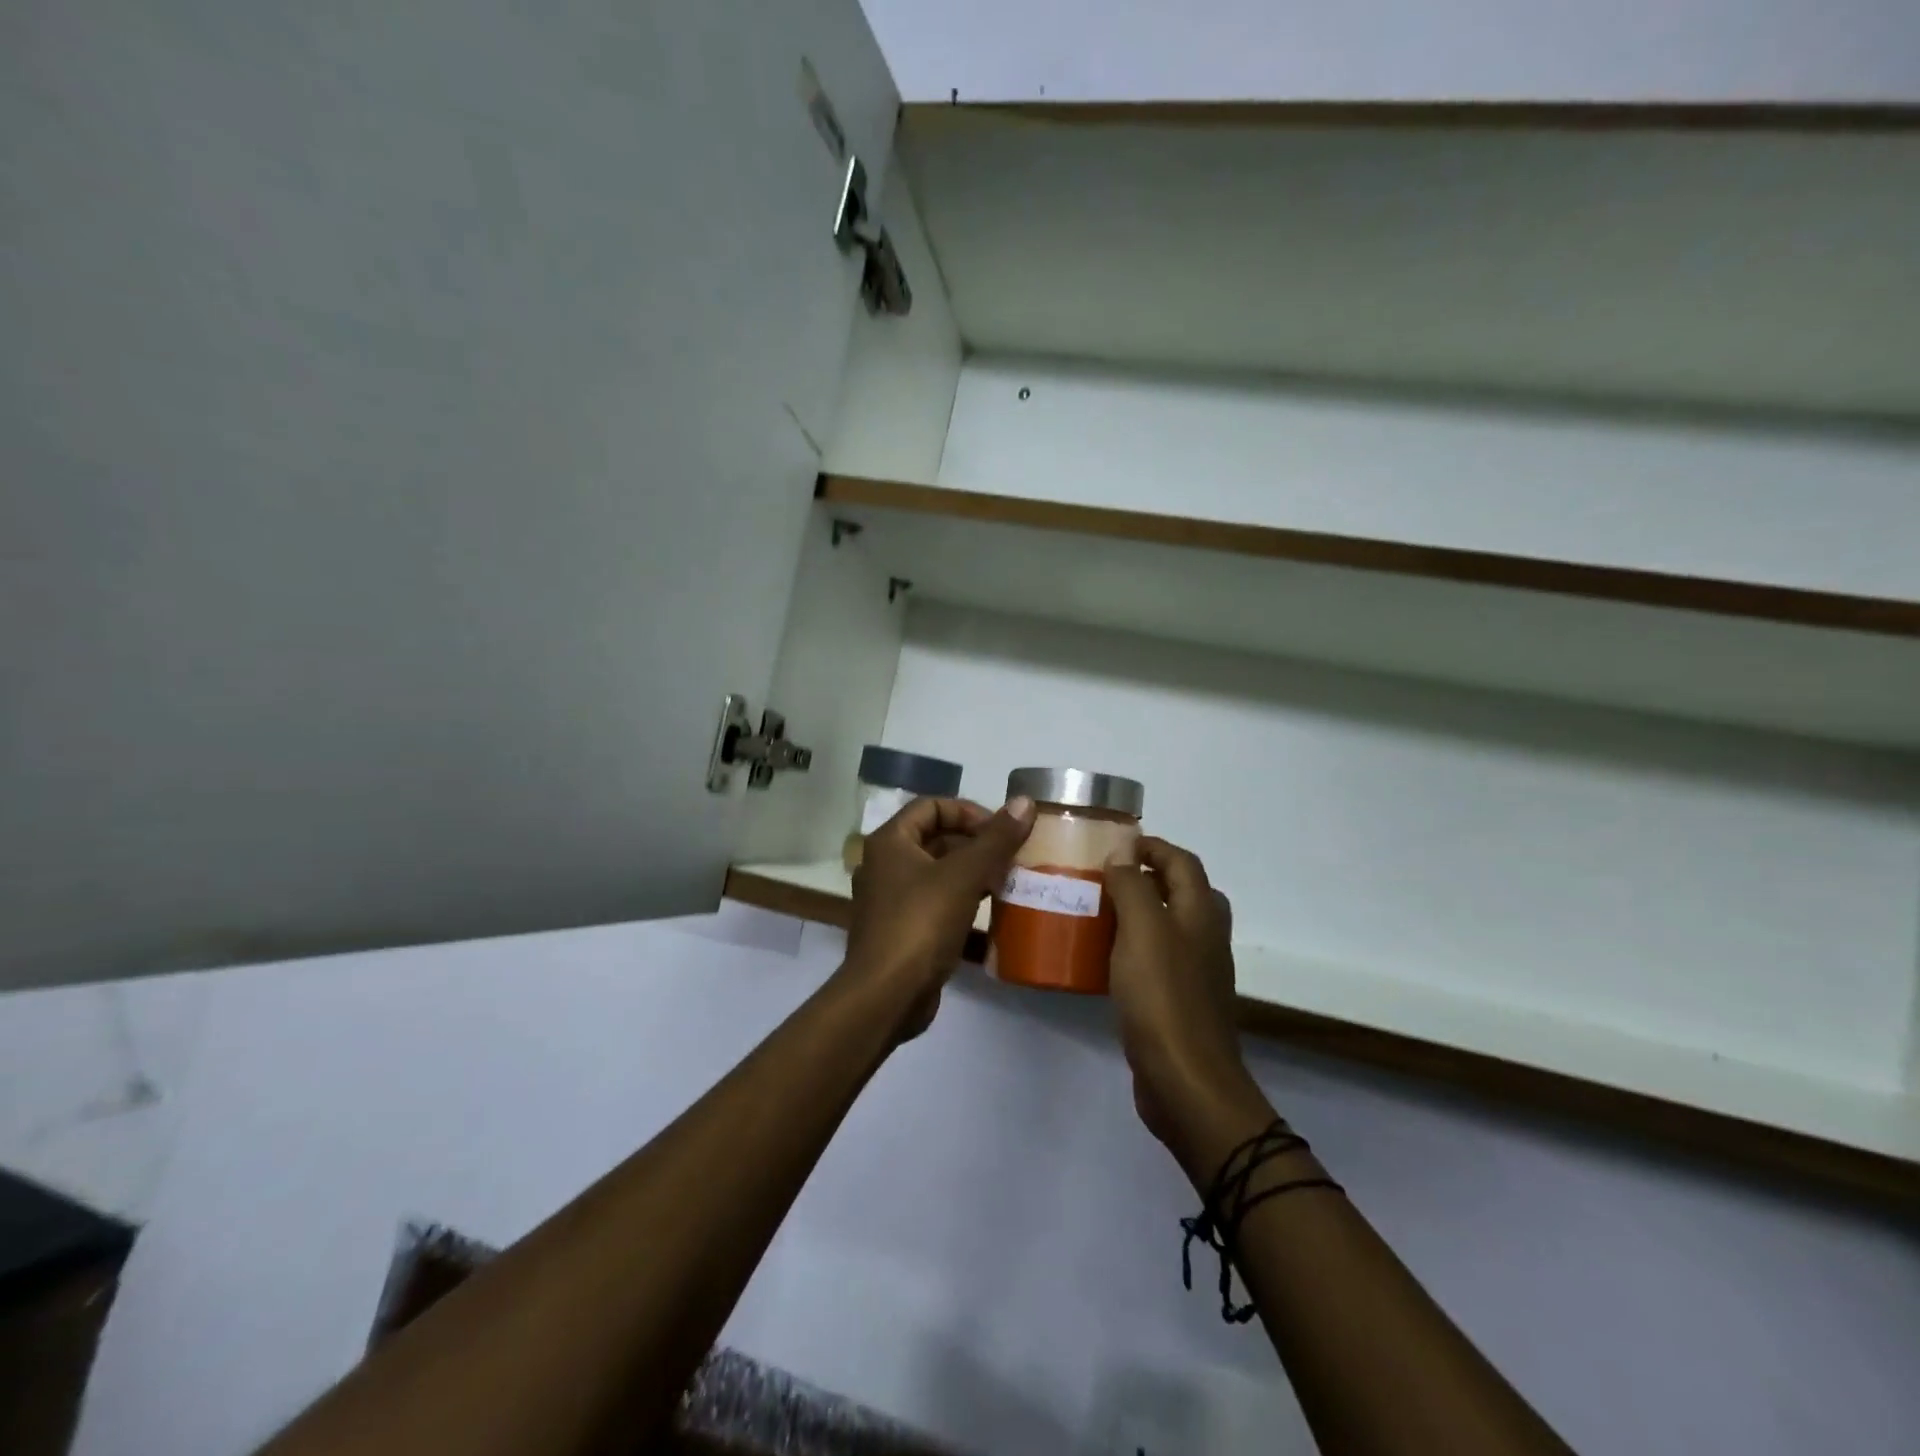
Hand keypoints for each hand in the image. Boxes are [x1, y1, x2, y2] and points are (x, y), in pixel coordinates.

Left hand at [843, 795, 1034, 1040]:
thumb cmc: (921, 923)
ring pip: (938, 877)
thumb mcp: (964, 876)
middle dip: (976, 847)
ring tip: (1008, 886)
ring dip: (973, 878)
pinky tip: (994, 923)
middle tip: (1011, 859)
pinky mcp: (902, 933)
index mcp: (890, 842)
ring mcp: (891, 902)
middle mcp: (885, 866)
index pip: (931, 806)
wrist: (886, 996)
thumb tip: (1025, 802)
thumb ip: (996, 839)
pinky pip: (937, 908)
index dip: (968, 812)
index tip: (1000, 831)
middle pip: (935, 841)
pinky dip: (963, 909)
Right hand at [1104, 837, 1271, 1169]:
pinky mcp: (1179, 1001)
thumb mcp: (1143, 929)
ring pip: (1166, 926)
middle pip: (1179, 891)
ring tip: (1095, 911)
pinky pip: (1155, 959)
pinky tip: (1101, 958)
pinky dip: (1132, 947)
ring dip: (1136, 912)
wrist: (1186, 1081)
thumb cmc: (1163, 996)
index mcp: (1201, 912)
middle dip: (1144, 876)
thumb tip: (1123, 851)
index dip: (1151, 846)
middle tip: (1103, 876)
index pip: (1181, 861)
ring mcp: (1195, 971)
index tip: (1113, 843)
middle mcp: (1205, 936)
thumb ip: (1133, 885)